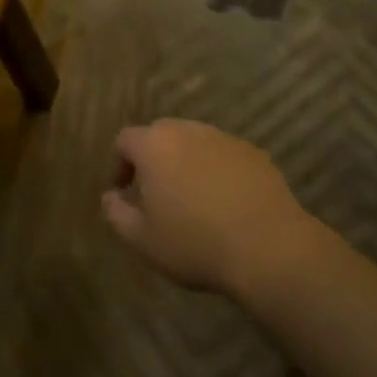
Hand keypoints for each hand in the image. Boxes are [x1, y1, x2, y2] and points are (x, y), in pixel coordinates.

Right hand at [102, 120, 313, 298]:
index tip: (125, 193)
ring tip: (193, 200)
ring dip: (187, 164)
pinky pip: (224, 156)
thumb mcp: (142, 240)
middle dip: (154, 160)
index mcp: (154, 145)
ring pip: (194, 143)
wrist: (267, 246)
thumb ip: (116, 214)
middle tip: (157, 195)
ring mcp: (222, 138)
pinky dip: (218, 171)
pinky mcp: (252, 152)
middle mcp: (186, 130)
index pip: (125, 140)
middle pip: (160, 135)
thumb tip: (109, 197)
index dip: (120, 165)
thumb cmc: (194, 243)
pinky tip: (226, 204)